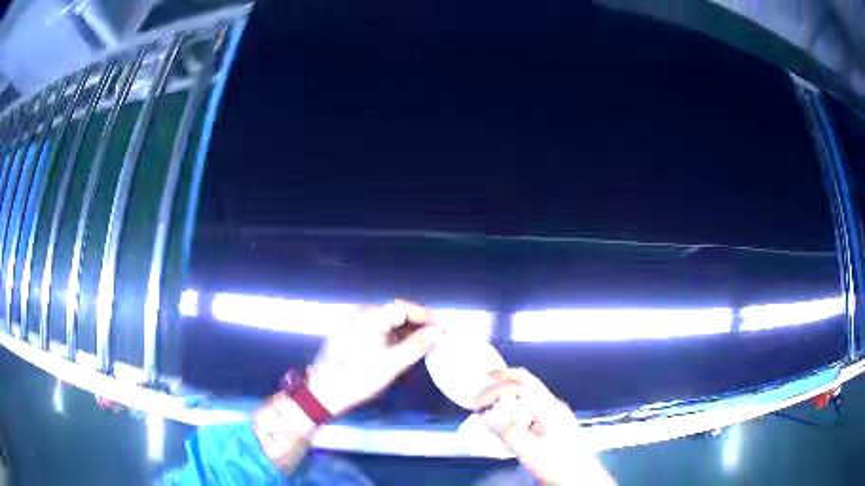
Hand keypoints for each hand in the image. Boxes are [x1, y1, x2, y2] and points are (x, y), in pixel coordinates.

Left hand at [307, 300, 441, 416]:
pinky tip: (401, 351)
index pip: (404, 308)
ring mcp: (352, 324)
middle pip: (395, 313)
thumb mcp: (392, 365)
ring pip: (386, 322)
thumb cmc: (358, 378)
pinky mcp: (349, 335)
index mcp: (369, 317)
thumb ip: (417, 346)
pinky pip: (376, 330)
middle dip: (417, 325)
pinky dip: (391, 338)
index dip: (426, 316)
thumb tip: (438, 331)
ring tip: (422, 346)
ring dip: (405, 333)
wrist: (324, 394)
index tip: (443, 326)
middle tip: (436, 337)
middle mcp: (360, 314)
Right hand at [475, 368, 615, 485]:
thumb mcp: (529, 452)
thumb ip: (507, 433)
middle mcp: (554, 404)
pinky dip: (516, 399)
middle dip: (503, 377)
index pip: (518, 388)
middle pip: (527, 379)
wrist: (579, 476)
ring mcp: (556, 410)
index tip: (477, 404)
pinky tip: (507, 412)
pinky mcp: (554, 418)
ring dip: (509, 387)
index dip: (494, 392)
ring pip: (530, 387)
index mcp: (549, 409)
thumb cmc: (559, 465)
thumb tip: (487, 417)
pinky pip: (533, 399)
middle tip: (484, 381)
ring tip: (491, 398)